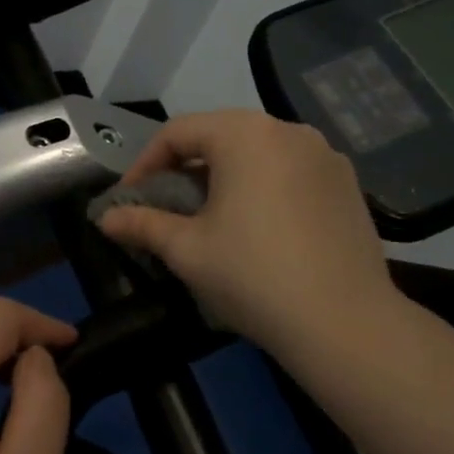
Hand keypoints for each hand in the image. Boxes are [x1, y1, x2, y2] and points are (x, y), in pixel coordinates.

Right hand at [95, 109, 404, 360]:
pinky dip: (264, 187)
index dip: (146, 163)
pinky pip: (291, 171)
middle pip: (221, 136)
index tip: (130, 199)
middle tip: (167, 206)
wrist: (345, 323)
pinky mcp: (348, 184)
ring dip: (226, 176)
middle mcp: (288, 130)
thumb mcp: (187, 250)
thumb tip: (105, 218)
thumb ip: (142, 224)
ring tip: (211, 217)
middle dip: (186, 168)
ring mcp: (325, 155)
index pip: (179, 132)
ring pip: (258, 153)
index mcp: (244, 134)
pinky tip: (260, 227)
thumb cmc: (253, 275)